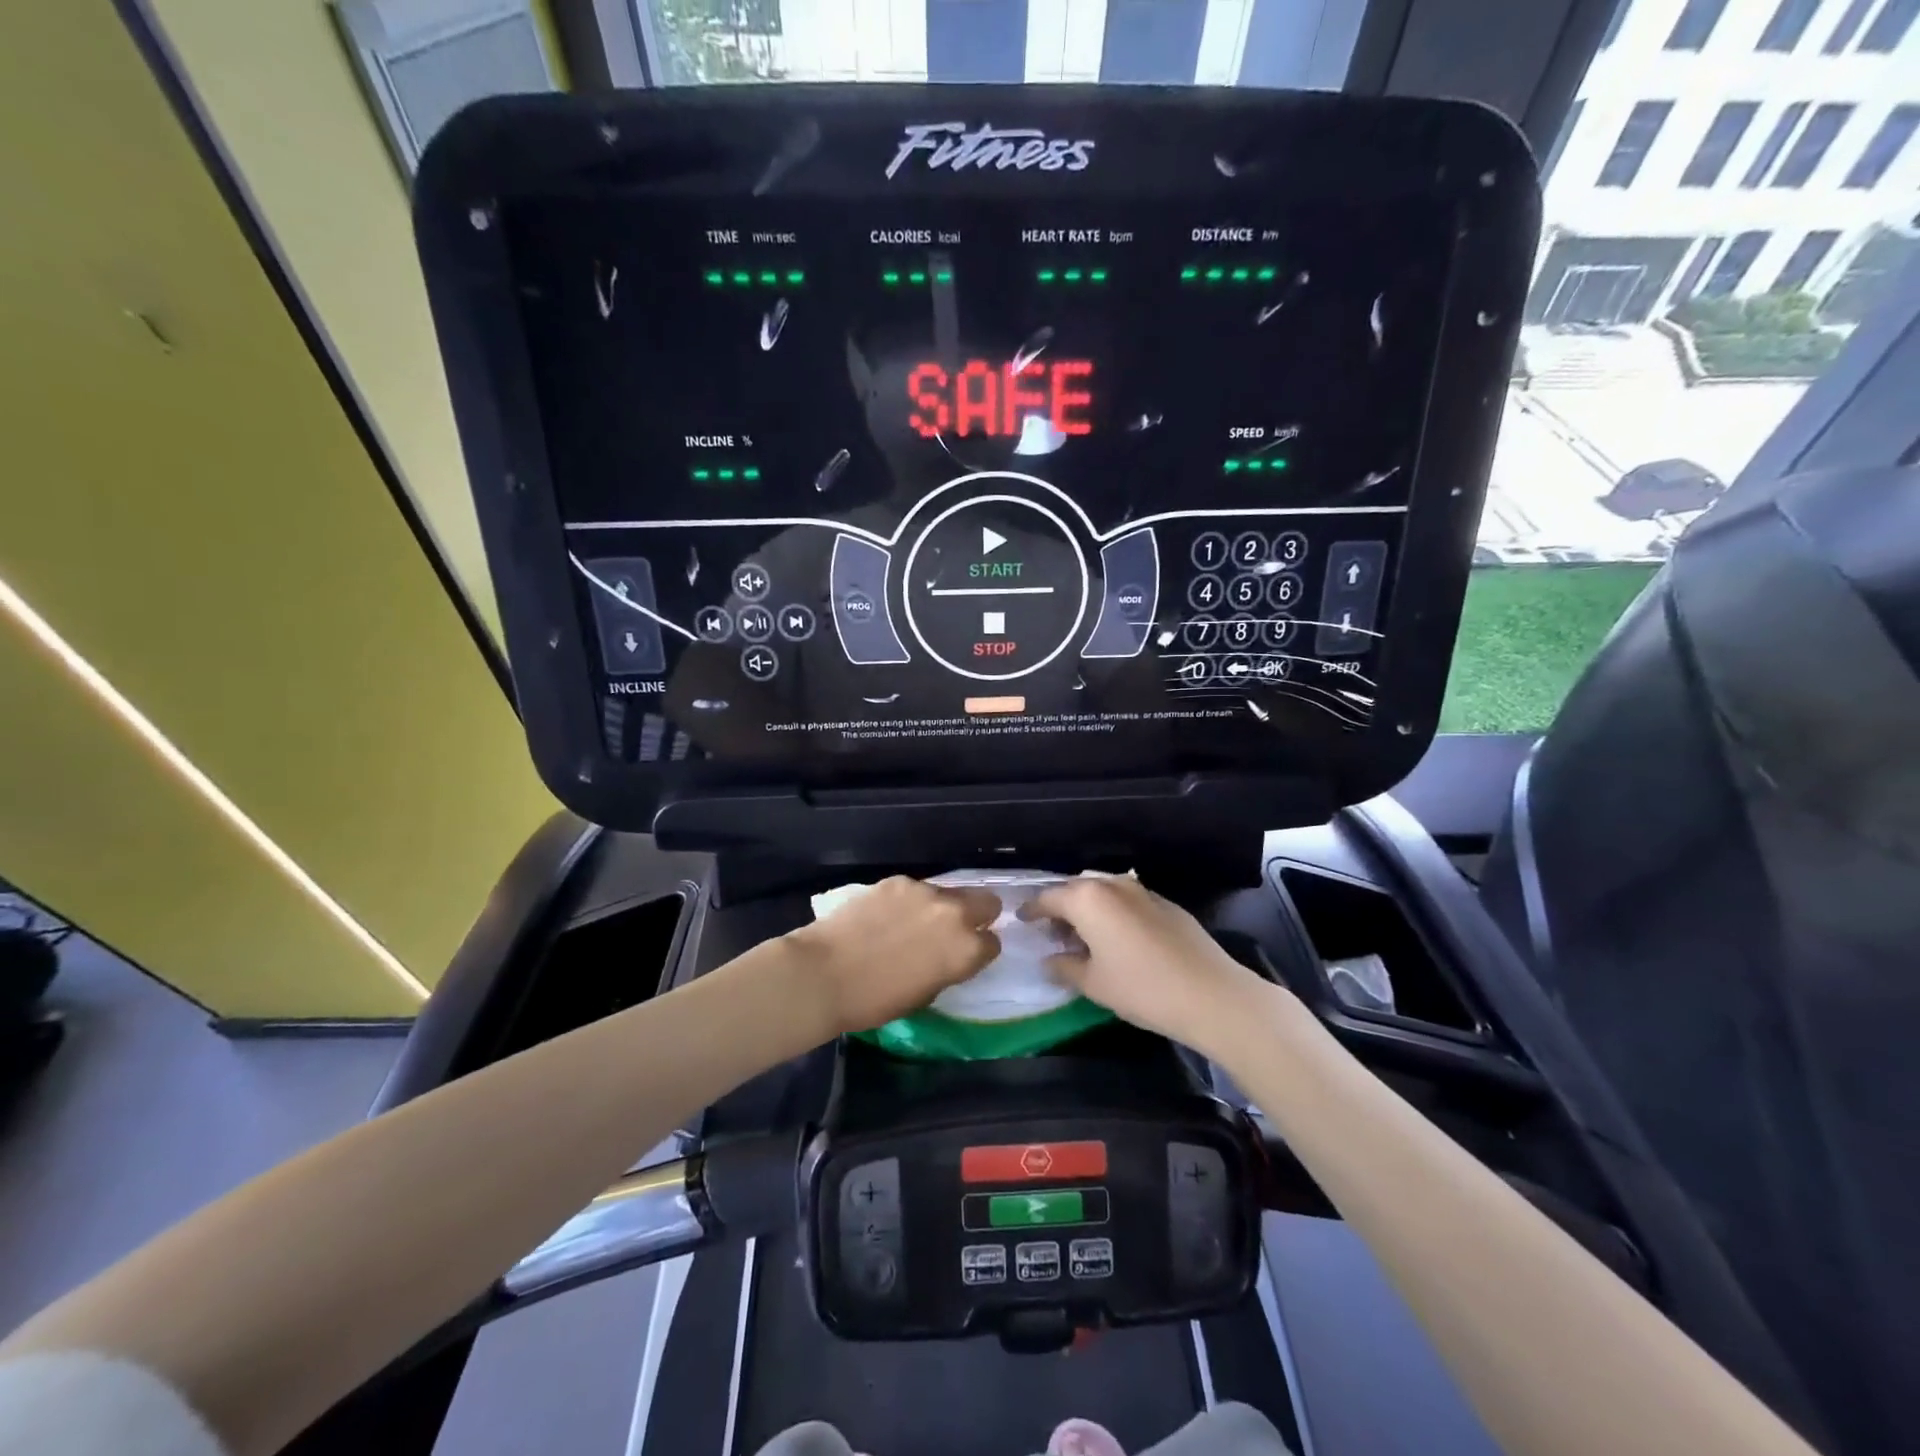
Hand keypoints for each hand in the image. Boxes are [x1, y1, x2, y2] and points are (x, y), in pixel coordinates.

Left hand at [784, 876, 1001, 1034]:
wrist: (824, 973)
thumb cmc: (875, 1000)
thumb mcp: (926, 994)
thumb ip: (948, 967)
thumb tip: (948, 955)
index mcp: (966, 949)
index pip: (992, 942)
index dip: (979, 950)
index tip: (965, 956)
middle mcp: (954, 913)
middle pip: (987, 902)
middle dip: (977, 915)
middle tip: (952, 931)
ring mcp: (924, 891)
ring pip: (947, 893)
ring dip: (939, 908)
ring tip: (910, 924)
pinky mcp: (897, 881)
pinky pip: (915, 890)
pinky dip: (907, 902)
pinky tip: (884, 916)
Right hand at [1022, 875, 1267, 1054]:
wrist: (1210, 994)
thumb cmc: (1141, 988)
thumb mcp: (1093, 983)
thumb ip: (1064, 967)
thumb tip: (1048, 960)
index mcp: (1088, 899)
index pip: (1049, 898)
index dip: (1032, 910)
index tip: (1022, 920)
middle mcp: (1113, 885)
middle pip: (1076, 890)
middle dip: (1061, 908)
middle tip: (1052, 933)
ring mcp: (1143, 891)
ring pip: (1103, 893)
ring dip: (1088, 909)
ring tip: (1083, 937)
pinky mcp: (1166, 904)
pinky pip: (1127, 901)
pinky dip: (1114, 914)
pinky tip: (1117, 939)